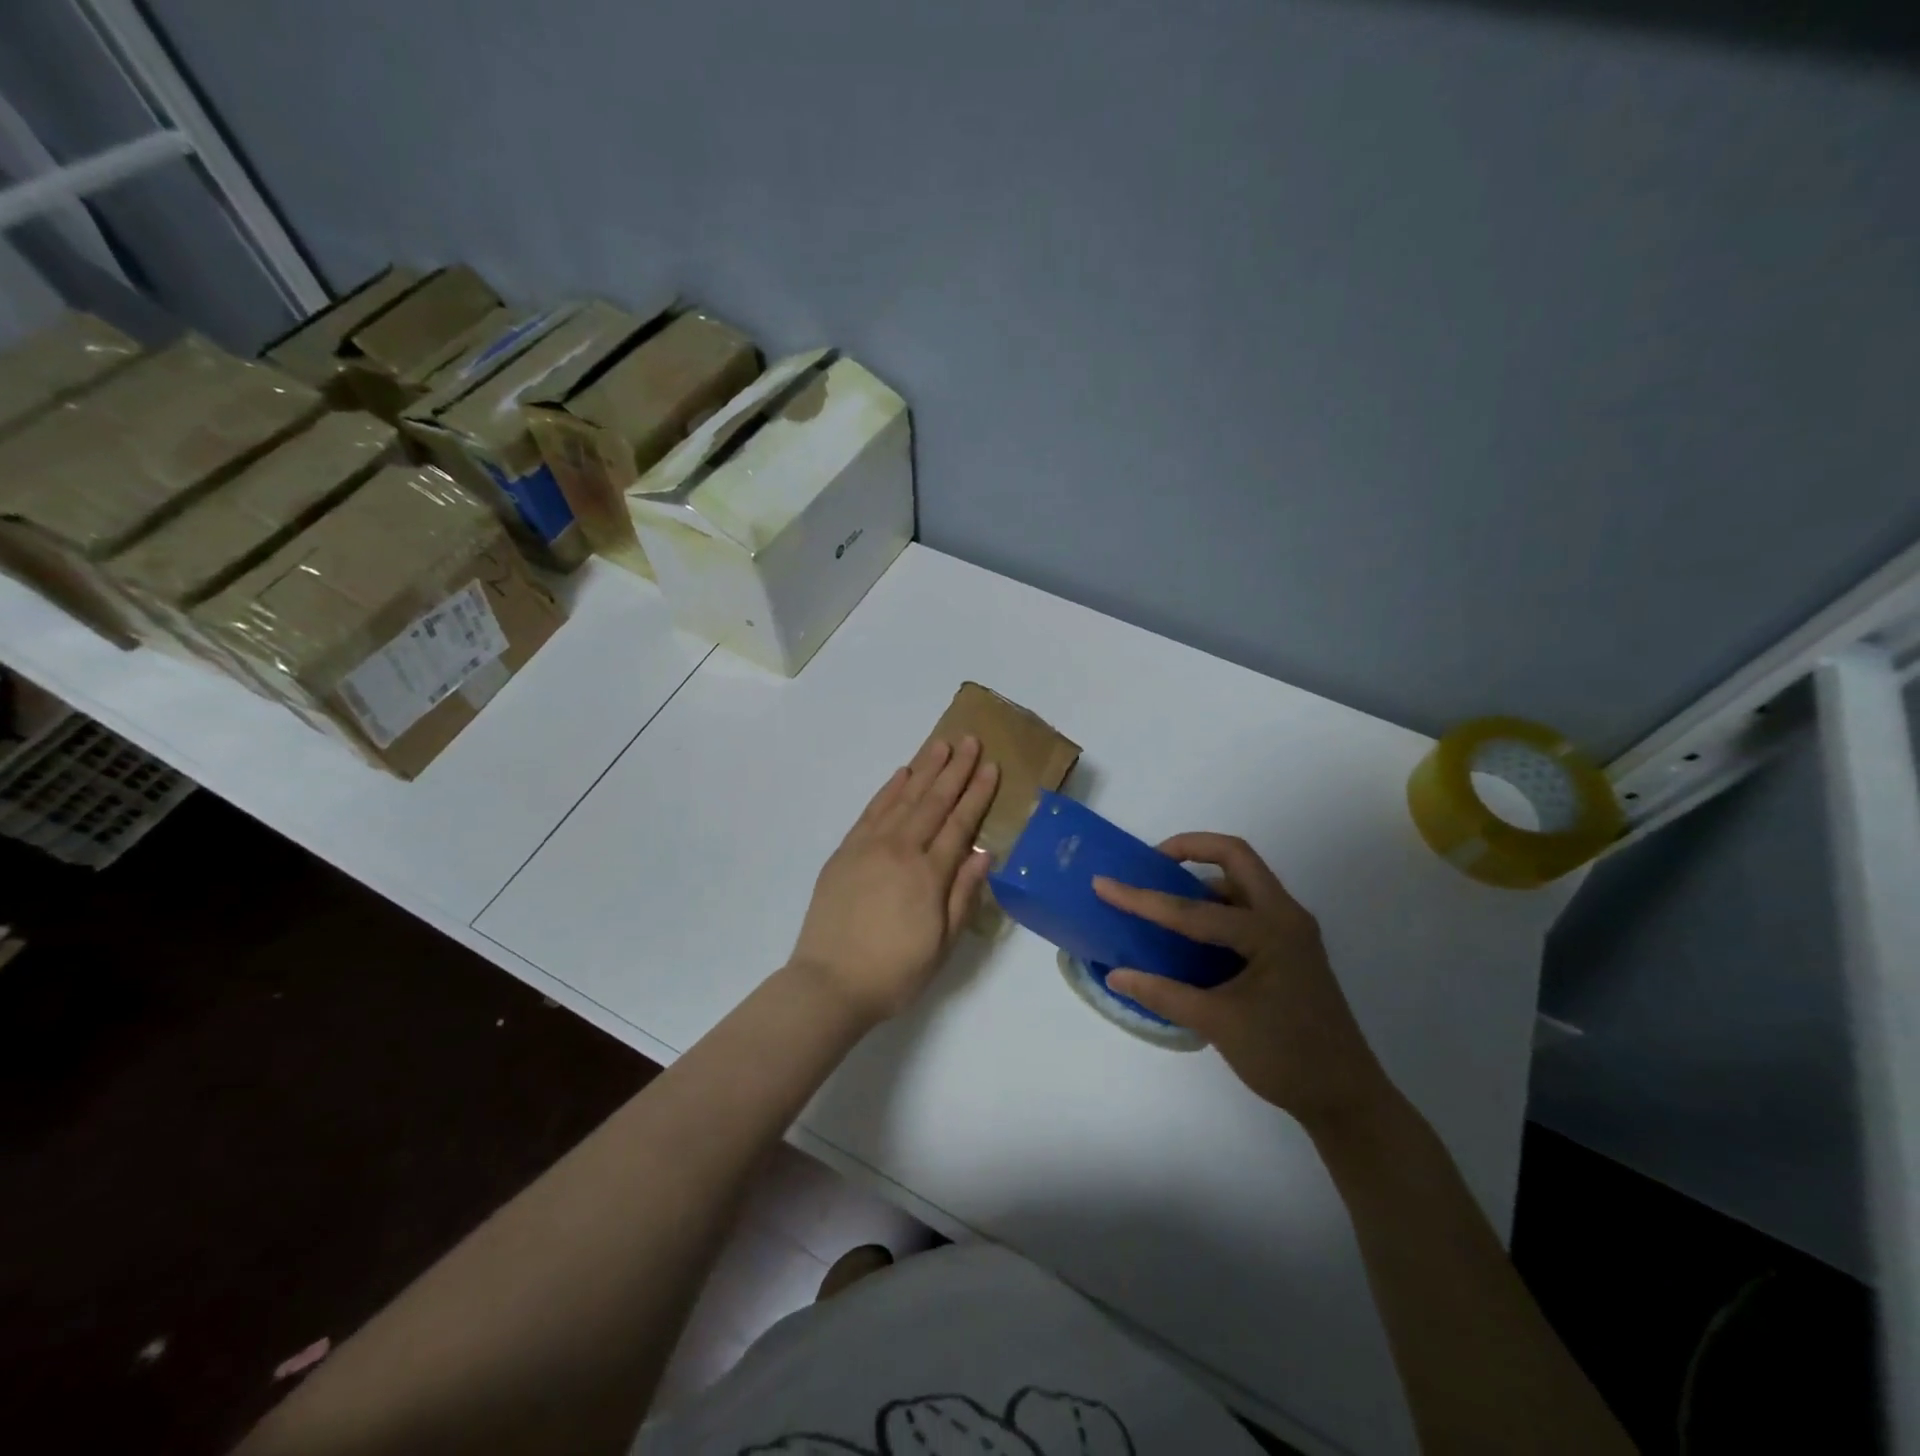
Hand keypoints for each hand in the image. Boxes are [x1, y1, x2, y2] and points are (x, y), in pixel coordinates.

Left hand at [789, 736, 999, 1023]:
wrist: (829, 983)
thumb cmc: (895, 972)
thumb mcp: (943, 944)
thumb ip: (963, 895)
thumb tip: (984, 853)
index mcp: (929, 874)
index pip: (960, 823)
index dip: (977, 793)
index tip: (990, 766)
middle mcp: (901, 850)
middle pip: (934, 801)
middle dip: (955, 769)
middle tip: (970, 740)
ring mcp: (869, 846)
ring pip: (903, 797)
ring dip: (924, 769)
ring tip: (941, 745)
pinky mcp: (846, 851)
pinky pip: (872, 810)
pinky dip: (889, 789)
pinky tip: (902, 774)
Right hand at [1094, 834, 1393, 1134]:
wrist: (1346, 1098)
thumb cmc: (1286, 1057)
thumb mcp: (1218, 1024)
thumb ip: (1163, 994)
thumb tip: (1115, 974)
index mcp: (1270, 931)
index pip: (1193, 909)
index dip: (1143, 898)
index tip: (1103, 884)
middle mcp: (1285, 917)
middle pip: (1236, 857)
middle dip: (1190, 849)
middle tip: (1150, 863)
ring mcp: (1291, 930)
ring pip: (1243, 880)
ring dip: (1204, 876)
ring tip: (1163, 893)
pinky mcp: (1289, 947)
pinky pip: (1248, 906)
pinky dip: (1216, 904)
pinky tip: (1189, 930)